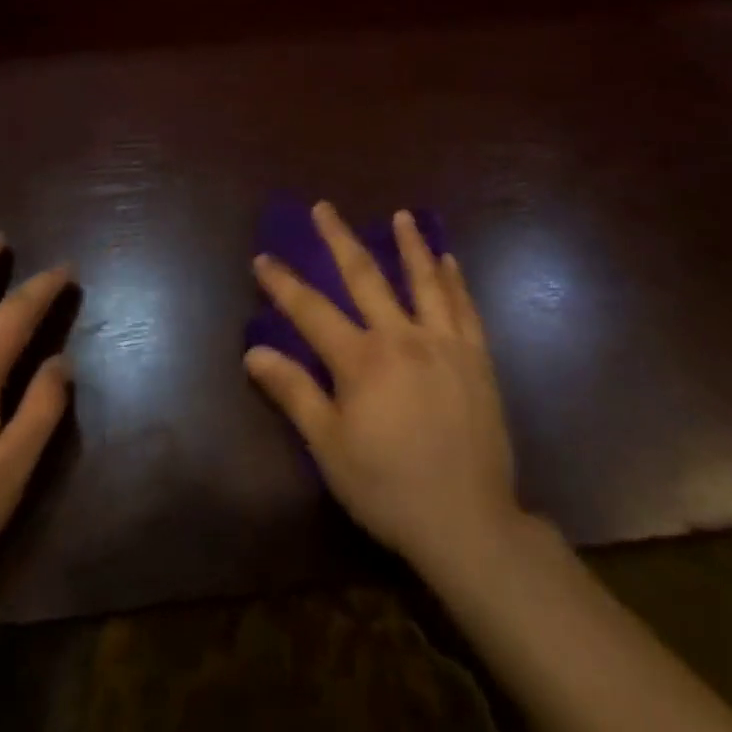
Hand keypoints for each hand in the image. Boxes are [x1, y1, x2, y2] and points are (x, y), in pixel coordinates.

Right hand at [244, 202, 520, 578]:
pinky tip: (449, 261)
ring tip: (401, 216)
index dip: (283, 283)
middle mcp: (402, 337)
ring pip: (424, 281)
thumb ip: (294, 393)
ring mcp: (444, 344)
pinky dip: (454, 281)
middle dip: (339, 239)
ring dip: (410, 245)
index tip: (262, 257)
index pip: (311, 310)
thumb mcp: (330, 448)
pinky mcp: (476, 359)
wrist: (469, 523)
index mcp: (362, 360)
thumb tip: (254, 352)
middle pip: (365, 277)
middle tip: (324, 207)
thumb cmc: (389, 488)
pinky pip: (465, 308)